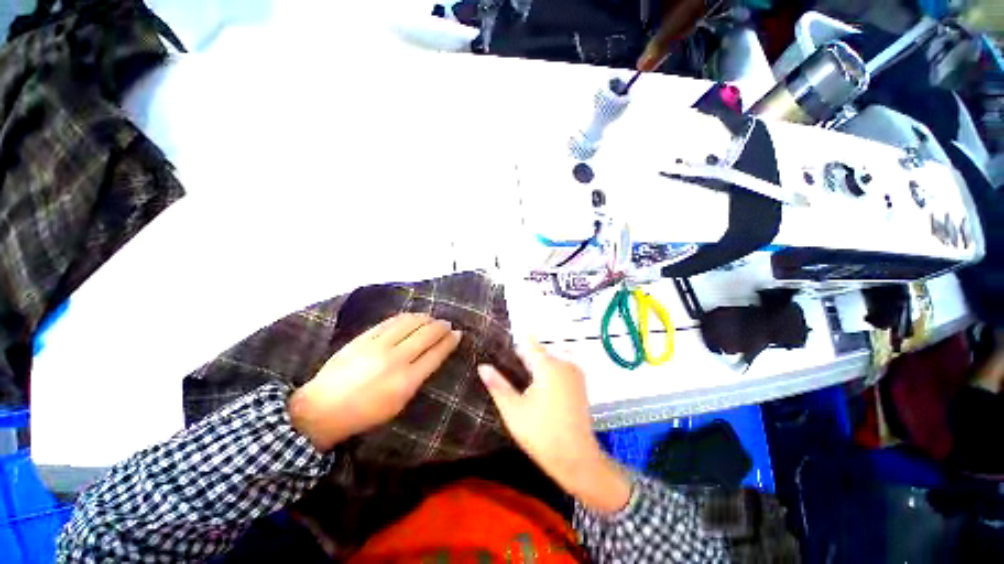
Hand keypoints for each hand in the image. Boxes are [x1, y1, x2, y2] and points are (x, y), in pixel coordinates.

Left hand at [289, 313, 461, 450]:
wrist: (322, 408)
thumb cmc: (365, 413)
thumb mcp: (399, 404)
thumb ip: (418, 378)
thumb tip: (434, 355)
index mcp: (406, 381)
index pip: (436, 353)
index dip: (450, 341)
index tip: (458, 334)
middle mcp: (395, 359)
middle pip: (427, 334)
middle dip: (442, 327)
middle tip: (448, 325)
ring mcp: (378, 345)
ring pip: (410, 322)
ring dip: (426, 318)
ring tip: (432, 318)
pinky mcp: (364, 337)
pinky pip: (391, 321)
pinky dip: (406, 317)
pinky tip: (412, 317)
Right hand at [479, 340, 630, 513]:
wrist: (576, 458)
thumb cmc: (541, 434)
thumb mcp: (513, 410)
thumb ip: (497, 385)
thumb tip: (483, 366)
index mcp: (548, 366)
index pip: (529, 343)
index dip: (515, 346)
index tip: (502, 352)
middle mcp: (564, 364)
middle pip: (541, 350)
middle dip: (525, 357)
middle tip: (511, 371)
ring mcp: (575, 373)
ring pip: (552, 358)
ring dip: (538, 364)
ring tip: (523, 379)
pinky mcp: (581, 384)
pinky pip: (562, 367)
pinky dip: (550, 370)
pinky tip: (539, 387)